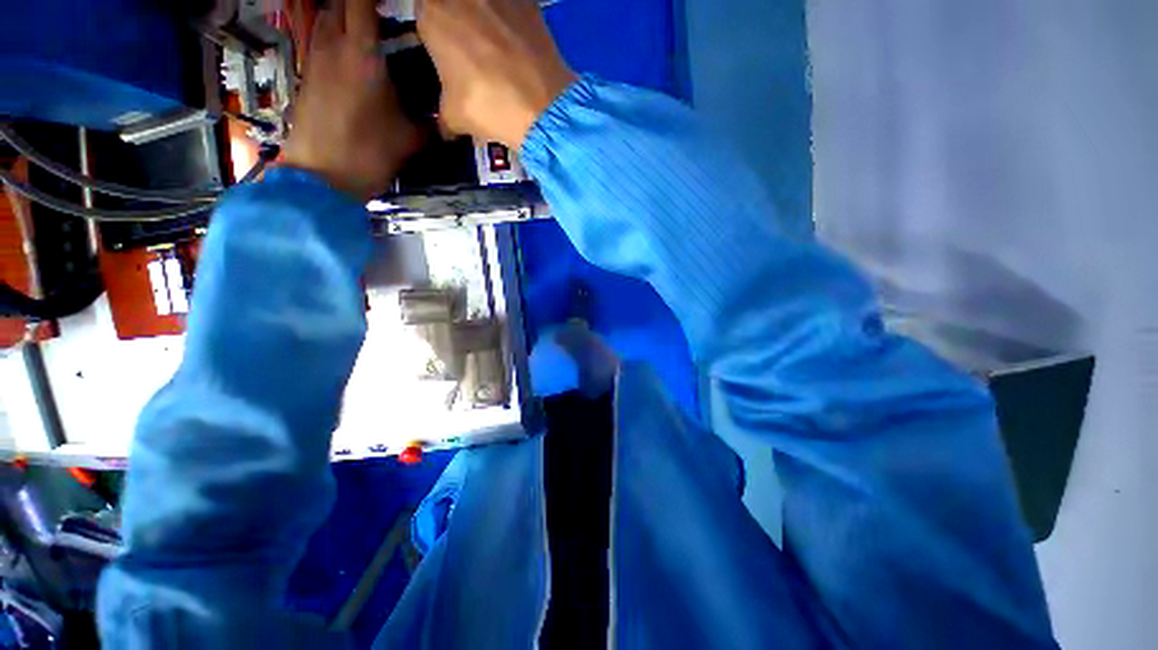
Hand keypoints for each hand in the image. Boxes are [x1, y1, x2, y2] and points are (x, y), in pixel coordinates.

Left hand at [283, 0, 420, 199]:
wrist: (322, 176)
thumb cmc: (370, 152)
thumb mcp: (411, 138)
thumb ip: (430, 120)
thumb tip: (446, 114)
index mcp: (362, 52)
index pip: (363, 2)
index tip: (396, 6)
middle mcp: (333, 44)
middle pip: (340, 3)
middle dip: (360, 4)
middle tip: (385, 16)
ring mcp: (315, 58)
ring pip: (326, 17)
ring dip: (345, 15)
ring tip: (370, 30)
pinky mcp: (307, 75)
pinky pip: (320, 40)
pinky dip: (336, 36)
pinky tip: (354, 55)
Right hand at [418, 0, 577, 148]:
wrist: (543, 108)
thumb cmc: (489, 107)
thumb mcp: (454, 117)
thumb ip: (443, 114)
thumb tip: (445, 129)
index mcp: (431, 13)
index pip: (426, 16)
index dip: (438, 36)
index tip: (448, 56)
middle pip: (455, 6)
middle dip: (462, 25)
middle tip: (474, 55)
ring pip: (485, 7)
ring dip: (488, 23)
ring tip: (500, 54)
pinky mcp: (529, 1)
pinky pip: (513, 9)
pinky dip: (514, 24)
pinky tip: (521, 51)